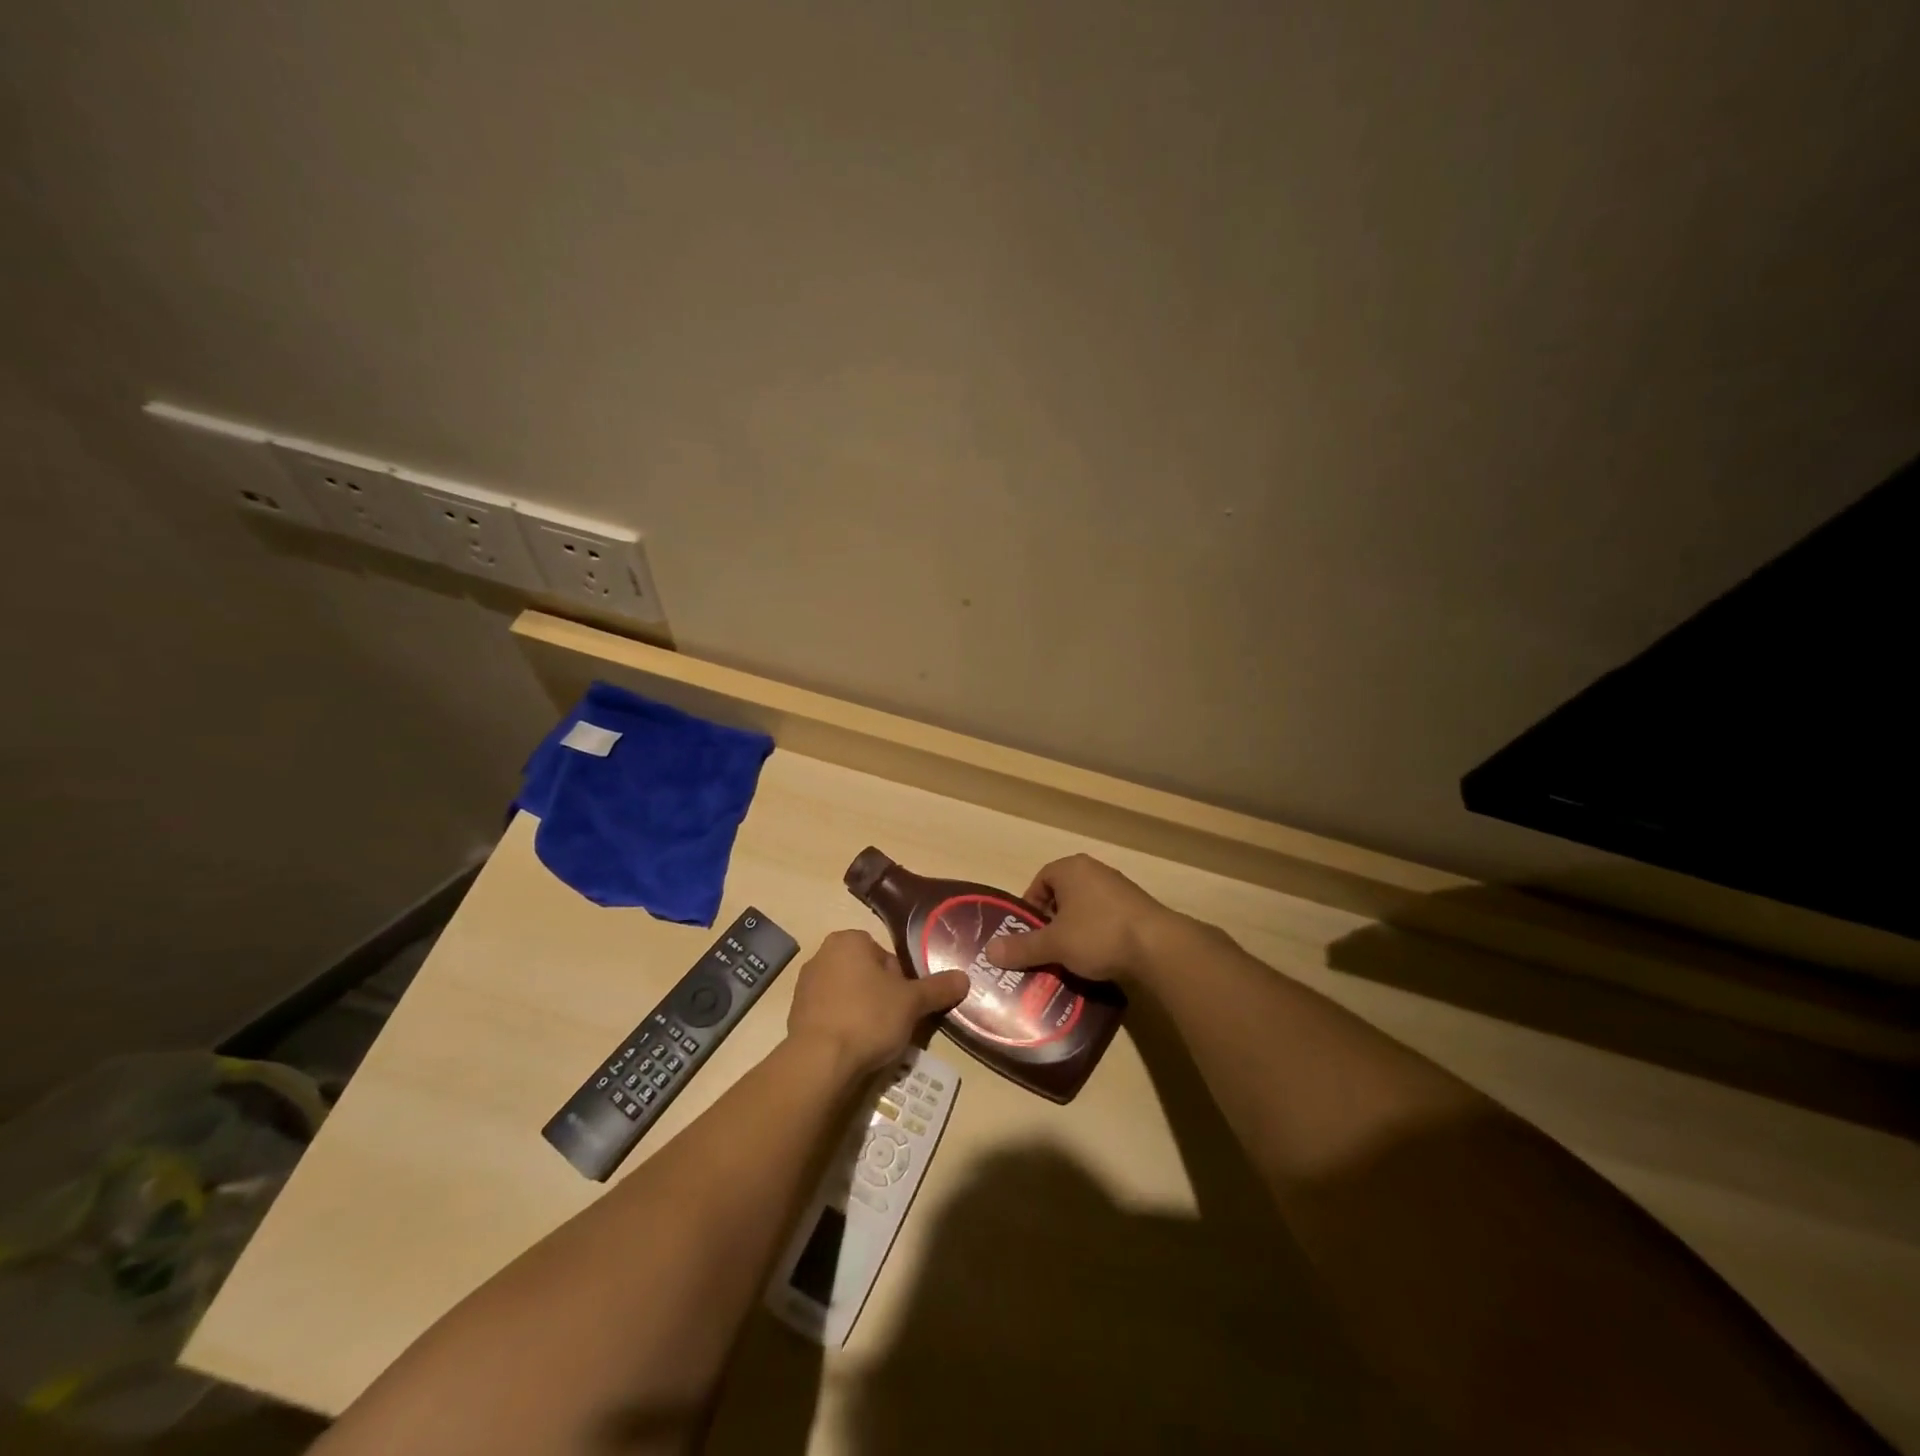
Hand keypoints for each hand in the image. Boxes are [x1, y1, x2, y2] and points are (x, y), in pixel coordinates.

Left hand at [787, 929, 970, 1074]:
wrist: (819, 1062)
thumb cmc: (868, 1017)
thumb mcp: (913, 1002)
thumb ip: (938, 988)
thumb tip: (965, 978)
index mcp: (848, 940)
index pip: (887, 956)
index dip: (902, 982)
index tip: (906, 1005)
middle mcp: (822, 954)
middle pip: (868, 974)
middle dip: (882, 996)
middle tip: (894, 1023)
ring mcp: (805, 985)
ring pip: (849, 995)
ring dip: (862, 1012)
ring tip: (875, 1040)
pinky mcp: (795, 1014)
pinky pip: (830, 1015)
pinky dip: (843, 1027)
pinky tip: (853, 1048)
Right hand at [984, 854, 1178, 981]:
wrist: (1158, 946)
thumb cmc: (1098, 934)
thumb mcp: (1054, 944)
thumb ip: (1022, 947)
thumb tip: (989, 952)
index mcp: (1071, 869)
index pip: (1040, 881)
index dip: (1030, 907)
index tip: (1027, 934)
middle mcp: (1095, 871)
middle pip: (1062, 895)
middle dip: (1051, 922)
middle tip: (1044, 949)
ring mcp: (1119, 889)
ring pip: (1084, 909)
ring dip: (1074, 931)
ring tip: (1068, 959)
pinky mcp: (1137, 909)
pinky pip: (1106, 920)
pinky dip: (1097, 936)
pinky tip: (1096, 960)